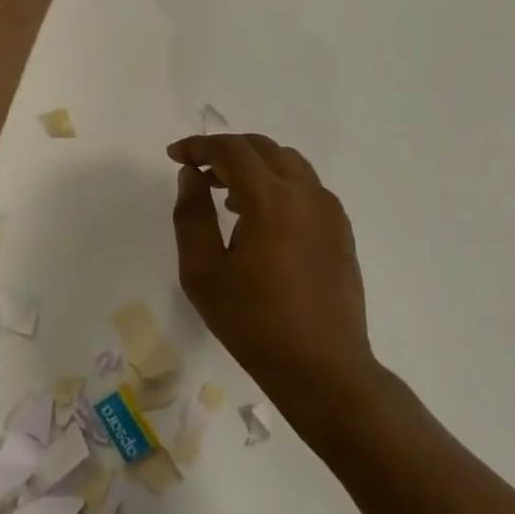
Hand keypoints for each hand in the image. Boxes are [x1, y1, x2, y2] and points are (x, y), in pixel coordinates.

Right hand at [169, 133, 384, 432]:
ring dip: (252, 165)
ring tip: (223, 193)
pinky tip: (256, 216)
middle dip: (224, 150)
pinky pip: (305, 186)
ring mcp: (329, 211)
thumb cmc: (253, 322)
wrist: (322, 367)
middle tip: (195, 170)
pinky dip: (275, 183)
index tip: (174, 156)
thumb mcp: (203, 272)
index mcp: (271, 200)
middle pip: (262, 148)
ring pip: (287, 163)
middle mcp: (306, 194)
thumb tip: (191, 176)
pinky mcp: (340, 230)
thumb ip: (191, 216)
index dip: (198, 146)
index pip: (231, 151)